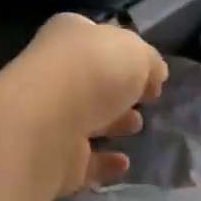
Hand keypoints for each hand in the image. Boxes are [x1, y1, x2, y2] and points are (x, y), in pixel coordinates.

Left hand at [11, 14, 167, 192]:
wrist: (46, 124)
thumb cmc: (92, 72)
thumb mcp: (137, 52)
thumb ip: (150, 63)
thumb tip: (154, 77)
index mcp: (68, 37)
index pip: (95, 38)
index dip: (122, 51)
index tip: (147, 70)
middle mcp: (54, 75)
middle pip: (91, 82)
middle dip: (117, 90)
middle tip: (144, 99)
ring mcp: (50, 119)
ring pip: (86, 120)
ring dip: (112, 123)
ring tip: (136, 126)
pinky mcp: (53, 159)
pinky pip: (84, 162)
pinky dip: (104, 163)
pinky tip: (123, 162)